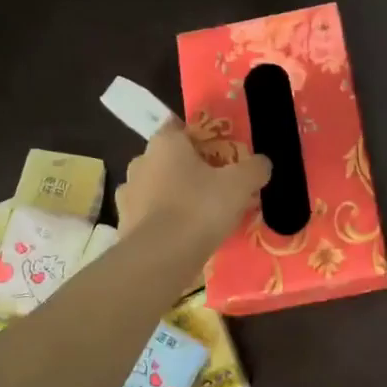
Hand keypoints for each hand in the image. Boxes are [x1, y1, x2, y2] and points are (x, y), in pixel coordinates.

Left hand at [116, 121, 270, 247]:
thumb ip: (254, 168)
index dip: (201, 137)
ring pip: (157, 188)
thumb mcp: (239, 184)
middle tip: (217, 185)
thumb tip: (262, 163)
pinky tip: (184, 235)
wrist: (159, 258)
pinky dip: (165, 221)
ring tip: (202, 214)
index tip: (220, 152)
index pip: (180, 127)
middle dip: (190, 169)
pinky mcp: (124, 225)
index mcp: (164, 143)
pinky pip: (150, 216)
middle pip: (169, 159)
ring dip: (175, 196)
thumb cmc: (199, 208)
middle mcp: (140, 162)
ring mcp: (128, 195)